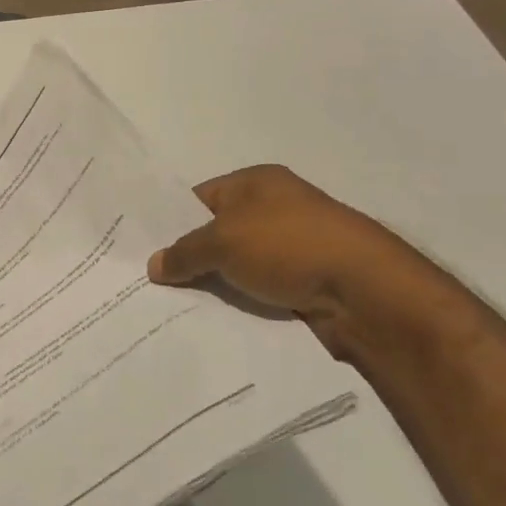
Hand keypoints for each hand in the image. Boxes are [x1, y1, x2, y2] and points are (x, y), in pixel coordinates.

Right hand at [146, 164, 454, 355]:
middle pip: (217, 233)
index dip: (170, 221)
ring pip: (237, 266)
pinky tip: (212, 322)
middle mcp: (275, 209)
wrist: (364, 291)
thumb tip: (154, 265)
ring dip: (214, 285)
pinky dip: (239, 303)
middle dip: (189, 258)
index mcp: (257, 182)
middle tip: (149, 283)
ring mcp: (292, 247)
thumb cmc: (288, 246)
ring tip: (171, 309)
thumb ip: (185, 252)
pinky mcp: (304, 283)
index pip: (199, 198)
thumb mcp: (223, 241)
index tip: (141, 249)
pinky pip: (258, 291)